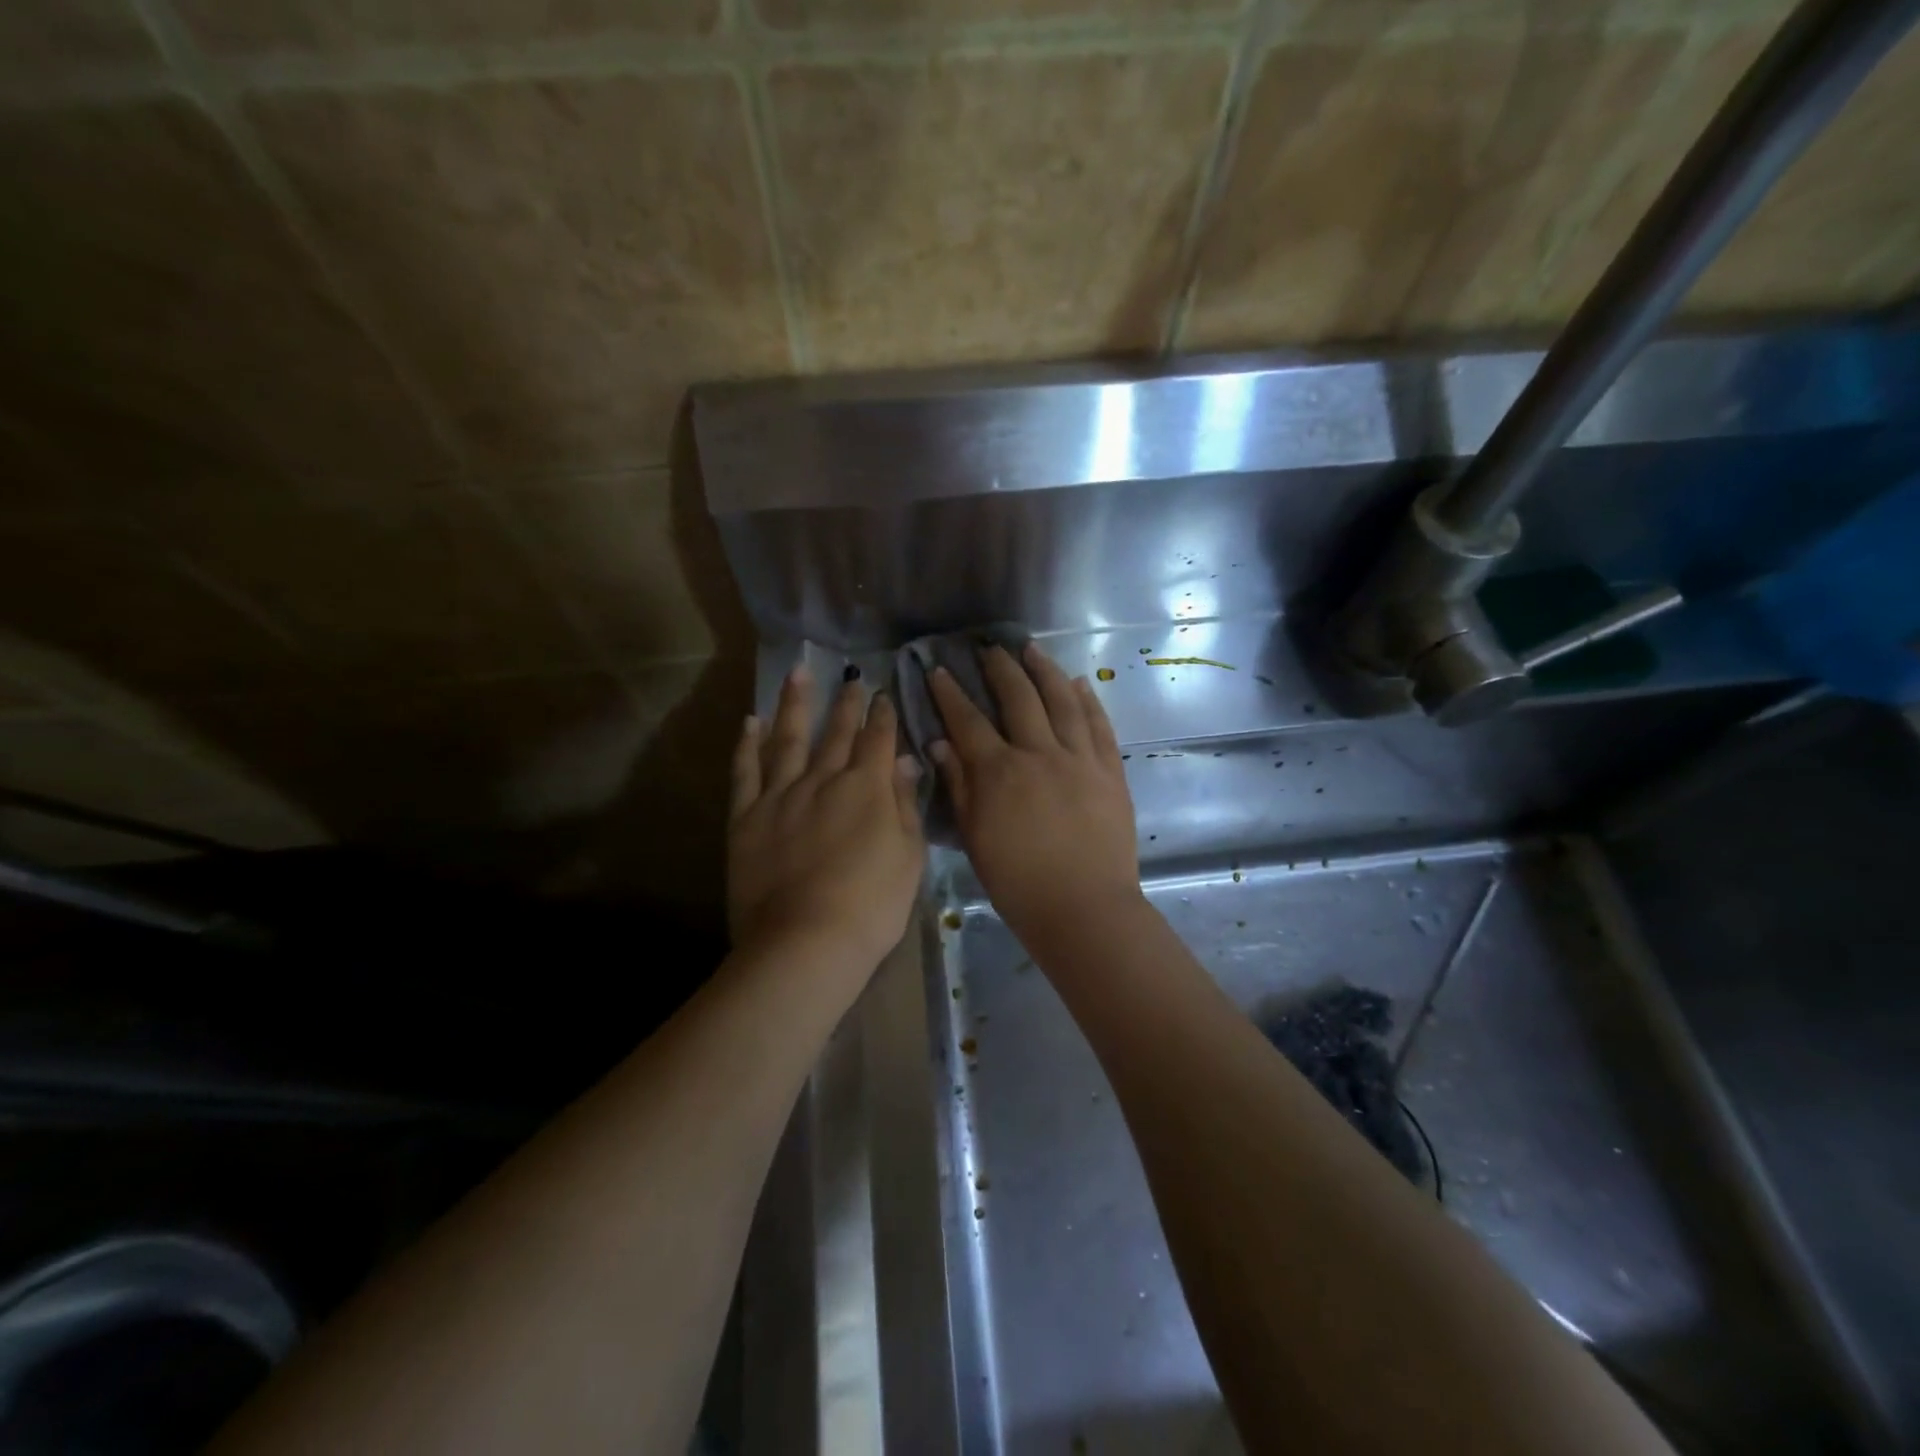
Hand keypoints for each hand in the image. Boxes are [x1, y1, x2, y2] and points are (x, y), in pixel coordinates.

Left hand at [729, 667, 926, 975]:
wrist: (805, 942)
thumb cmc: (871, 905)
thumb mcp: (909, 856)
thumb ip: (904, 803)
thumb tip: (904, 759)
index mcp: (866, 788)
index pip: (878, 740)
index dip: (882, 715)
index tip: (883, 693)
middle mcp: (823, 779)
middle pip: (836, 733)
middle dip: (846, 702)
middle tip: (851, 676)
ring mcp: (780, 795)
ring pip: (788, 738)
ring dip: (794, 704)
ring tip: (797, 672)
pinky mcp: (746, 817)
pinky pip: (745, 771)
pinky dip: (747, 743)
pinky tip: (749, 721)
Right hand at [929, 643, 1141, 948]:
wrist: (1084, 909)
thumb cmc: (1018, 882)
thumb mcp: (975, 838)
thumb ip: (959, 787)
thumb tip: (940, 744)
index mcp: (1000, 772)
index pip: (968, 720)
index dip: (950, 694)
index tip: (938, 670)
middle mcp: (1040, 753)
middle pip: (1018, 698)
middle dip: (1000, 668)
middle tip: (989, 648)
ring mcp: (1080, 759)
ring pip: (1062, 700)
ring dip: (1045, 671)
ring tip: (1032, 649)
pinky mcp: (1110, 771)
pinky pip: (1099, 725)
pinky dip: (1088, 700)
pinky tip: (1079, 682)